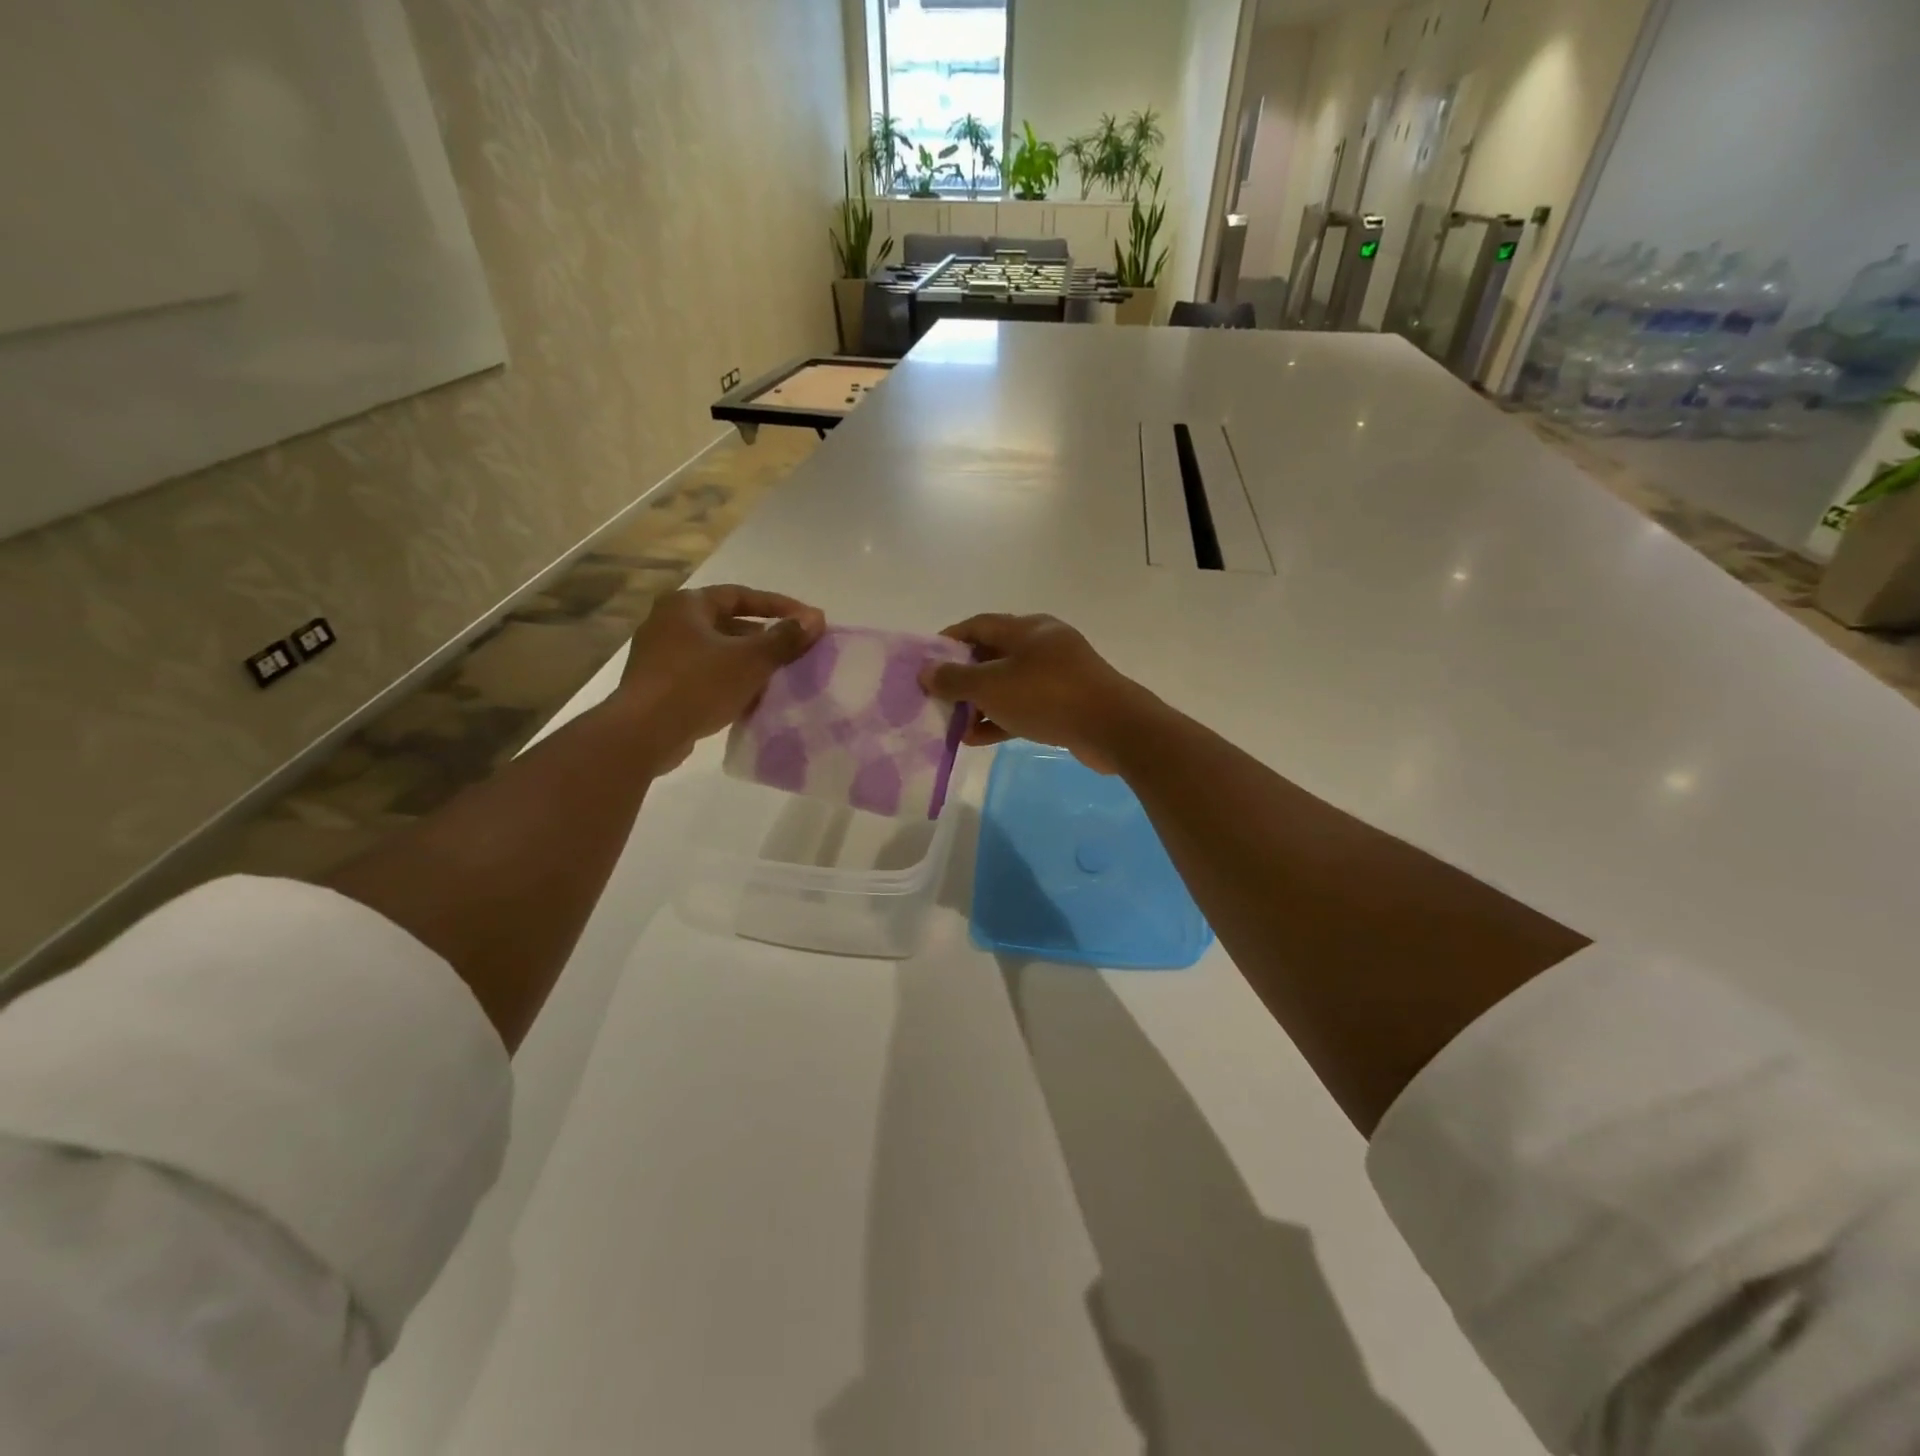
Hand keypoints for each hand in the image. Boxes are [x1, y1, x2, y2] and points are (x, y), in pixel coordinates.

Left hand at [616, 584, 825, 770]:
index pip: (741, 595)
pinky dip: (728, 681)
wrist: (643, 734)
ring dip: (747, 662)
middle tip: (794, 651)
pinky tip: (750, 699)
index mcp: (687, 605)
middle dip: (763, 637)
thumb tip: (815, 619)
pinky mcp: (659, 685)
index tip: (808, 621)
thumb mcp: (750, 660)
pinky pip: (703, 675)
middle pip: (728, 623)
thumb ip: (785, 638)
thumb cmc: (698, 685)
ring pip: (716, 652)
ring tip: (778, 677)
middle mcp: (668, 622)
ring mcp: (659, 655)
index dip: (779, 606)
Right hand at [918, 614, 1152, 774]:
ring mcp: (1058, 675)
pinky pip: (1025, 706)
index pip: (978, 624)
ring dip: (980, 702)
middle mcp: (1043, 645)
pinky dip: (1001, 718)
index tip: (925, 661)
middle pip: (992, 655)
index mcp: (1026, 629)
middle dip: (963, 677)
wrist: (1112, 727)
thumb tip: (926, 670)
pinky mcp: (1067, 703)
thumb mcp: (992, 686)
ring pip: (1008, 684)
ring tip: (953, 723)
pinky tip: (978, 738)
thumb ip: (955, 678)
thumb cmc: (1047, 696)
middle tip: (937, 696)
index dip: (949, 640)